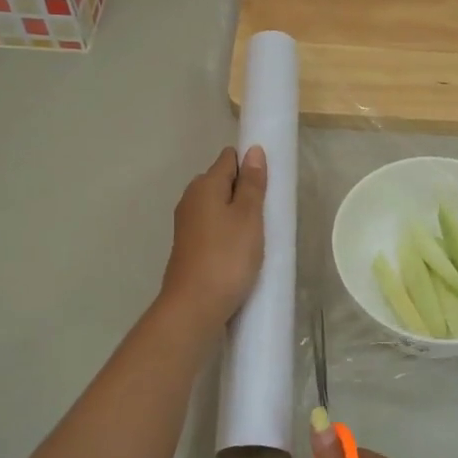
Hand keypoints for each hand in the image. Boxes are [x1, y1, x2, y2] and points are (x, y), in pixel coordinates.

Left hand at [158, 146, 266, 334]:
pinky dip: (228, 233)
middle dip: (244, 191)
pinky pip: (213, 228)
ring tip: (259, 234)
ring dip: (237, 215)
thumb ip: (252, 184)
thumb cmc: (227, 257)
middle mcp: (191, 199)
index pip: (229, 159)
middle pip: (222, 183)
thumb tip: (253, 150)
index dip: (250, 165)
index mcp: (204, 185)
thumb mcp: (248, 217)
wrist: (194, 307)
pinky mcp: (189, 247)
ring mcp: (187, 225)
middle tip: (268, 212)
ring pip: (218, 207)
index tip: (270, 184)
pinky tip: (241, 251)